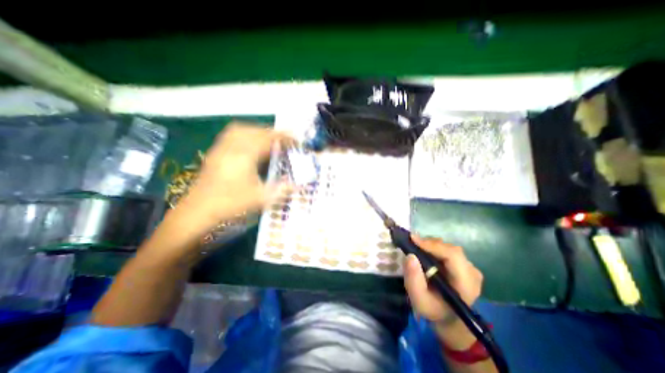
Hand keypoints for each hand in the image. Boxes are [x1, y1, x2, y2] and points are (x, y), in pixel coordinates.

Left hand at [179, 123, 291, 226]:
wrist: (198, 211)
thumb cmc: (230, 203)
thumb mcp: (260, 198)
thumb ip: (281, 190)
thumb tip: (299, 185)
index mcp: (245, 156)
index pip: (267, 140)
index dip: (283, 138)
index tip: (295, 140)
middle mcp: (232, 147)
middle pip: (254, 131)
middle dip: (272, 132)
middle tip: (284, 139)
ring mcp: (221, 149)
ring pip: (241, 130)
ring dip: (258, 130)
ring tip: (269, 138)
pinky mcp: (215, 153)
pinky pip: (231, 135)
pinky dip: (245, 134)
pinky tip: (249, 143)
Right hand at [400, 236, 483, 326]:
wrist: (448, 318)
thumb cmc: (434, 310)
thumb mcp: (419, 300)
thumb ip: (413, 280)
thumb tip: (410, 256)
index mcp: (466, 284)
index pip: (453, 256)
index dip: (432, 245)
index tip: (412, 239)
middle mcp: (472, 273)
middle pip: (450, 249)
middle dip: (429, 244)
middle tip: (411, 244)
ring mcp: (470, 268)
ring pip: (448, 247)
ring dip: (431, 245)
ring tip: (417, 249)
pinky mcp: (464, 264)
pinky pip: (448, 250)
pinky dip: (434, 248)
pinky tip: (425, 253)